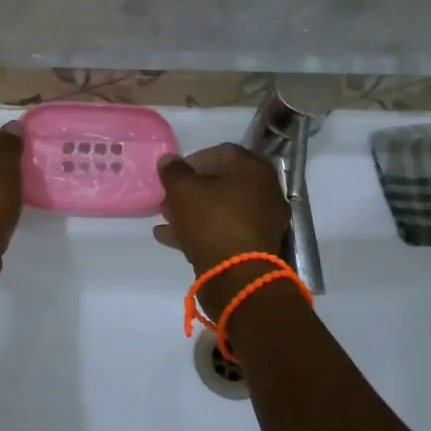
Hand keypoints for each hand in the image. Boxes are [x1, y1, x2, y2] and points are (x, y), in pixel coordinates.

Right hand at [154, 144, 289, 276]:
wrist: (237, 277)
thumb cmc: (211, 222)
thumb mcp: (183, 191)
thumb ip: (173, 171)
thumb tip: (169, 159)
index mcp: (254, 170)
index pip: (222, 152)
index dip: (193, 160)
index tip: (173, 174)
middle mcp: (265, 192)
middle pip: (222, 182)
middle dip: (191, 189)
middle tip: (168, 198)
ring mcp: (263, 221)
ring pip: (222, 209)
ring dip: (193, 211)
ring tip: (166, 218)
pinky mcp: (255, 247)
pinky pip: (225, 230)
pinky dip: (201, 231)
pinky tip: (171, 238)